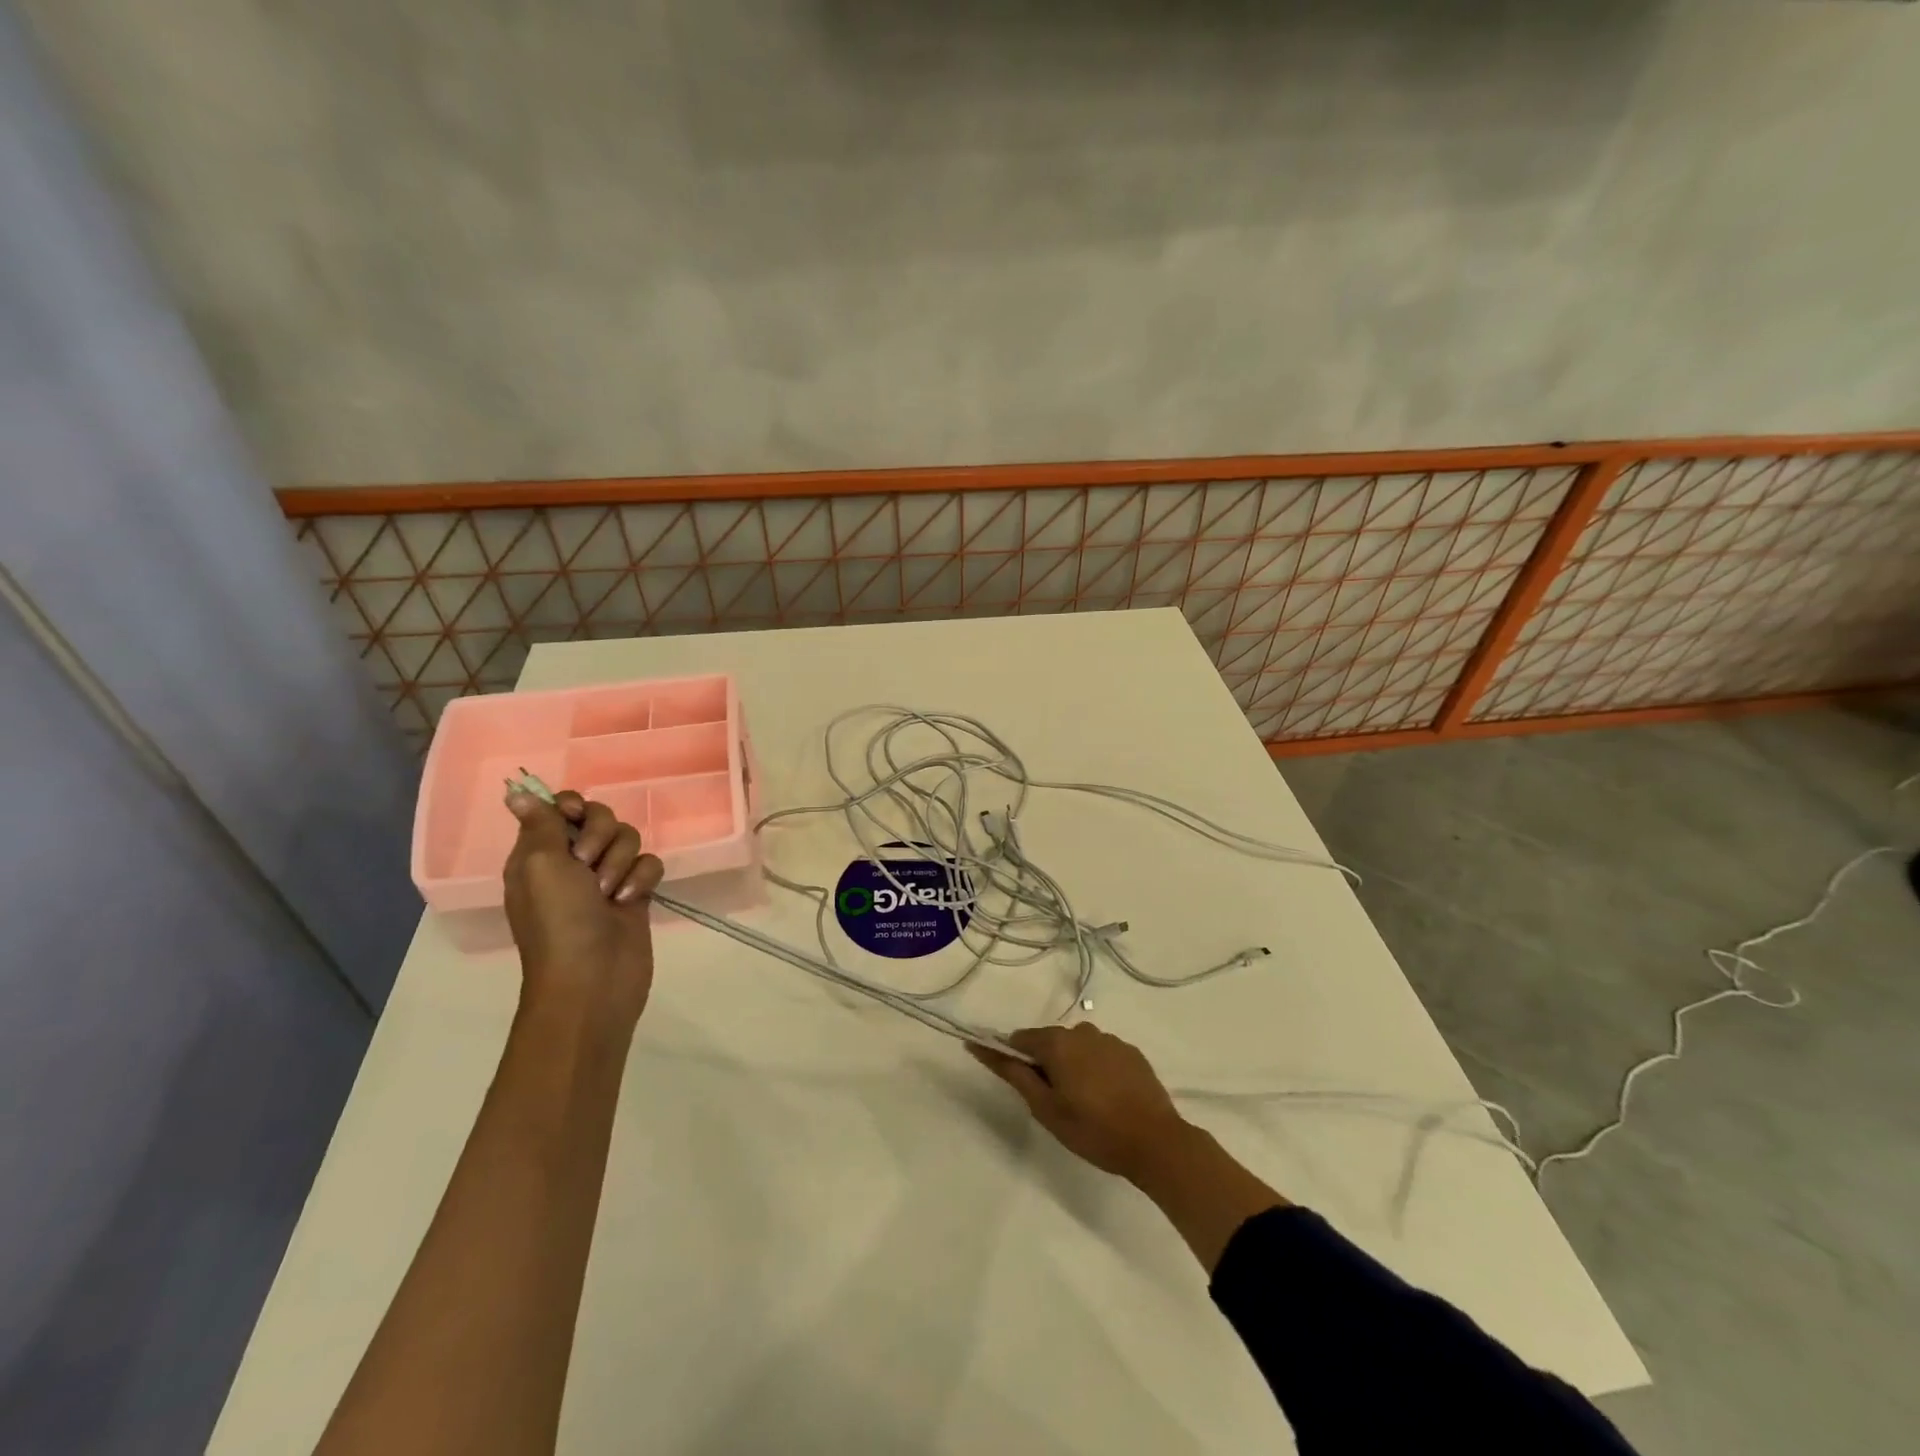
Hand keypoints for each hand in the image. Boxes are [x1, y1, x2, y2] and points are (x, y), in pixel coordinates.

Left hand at [503, 789, 663, 1028]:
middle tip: (588, 863)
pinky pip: (649, 864)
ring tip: (610, 893)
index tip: (575, 816)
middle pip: (599, 817)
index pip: (559, 807)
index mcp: (539, 853)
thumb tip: (516, 791)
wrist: (593, 979)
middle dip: (601, 835)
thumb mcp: (541, 865)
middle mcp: (571, 861)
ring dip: (621, 862)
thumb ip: (540, 824)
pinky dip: (642, 879)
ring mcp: (606, 878)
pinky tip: (631, 901)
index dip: (572, 806)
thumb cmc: (559, 921)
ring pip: (628, 839)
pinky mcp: (635, 893)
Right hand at [969, 1023, 1193, 1182]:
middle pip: (1050, 1041)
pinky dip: (1096, 1069)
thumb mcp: (1046, 1109)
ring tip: (1082, 1103)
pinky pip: (1101, 1054)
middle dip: (1045, 1065)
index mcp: (1058, 1042)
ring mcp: (1110, 1040)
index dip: (1013, 1058)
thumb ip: (1015, 1074)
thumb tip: (981, 1047)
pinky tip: (1106, 1098)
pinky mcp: (1131, 1053)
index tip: (1018, 1083)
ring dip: (1072, 1066)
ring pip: (1077, 1048)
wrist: (1156, 1142)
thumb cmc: (1093, 1130)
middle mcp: (1082, 1031)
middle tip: (1052, 1103)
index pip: (1021, 1039)